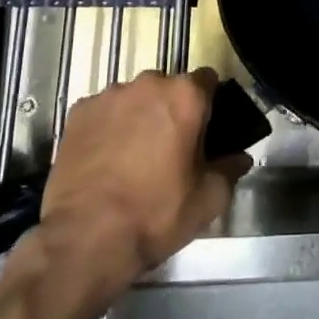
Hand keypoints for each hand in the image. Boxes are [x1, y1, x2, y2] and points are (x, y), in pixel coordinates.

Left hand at [29, 68, 250, 301]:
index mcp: (185, 96)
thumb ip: (230, 170)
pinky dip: (108, 126)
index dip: (209, 102)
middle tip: (171, 147)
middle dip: (172, 109)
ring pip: (134, 98)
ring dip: (139, 116)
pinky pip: (103, 111)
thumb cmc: (155, 214)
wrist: (85, 238)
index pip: (208, 80)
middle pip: (168, 87)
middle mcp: (148, 84)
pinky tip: (105, 158)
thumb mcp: (208, 199)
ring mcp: (109, 95)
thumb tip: (240, 157)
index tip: (206, 128)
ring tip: (133, 155)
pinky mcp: (78, 112)